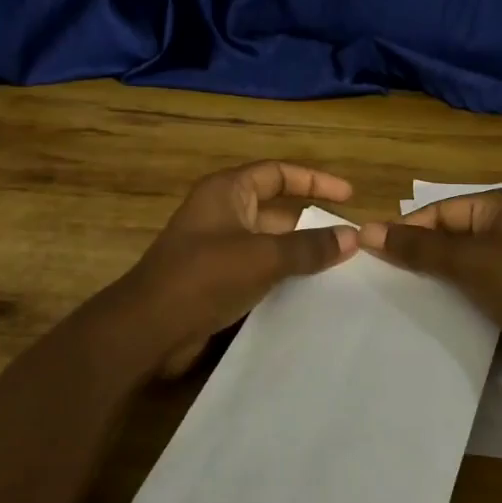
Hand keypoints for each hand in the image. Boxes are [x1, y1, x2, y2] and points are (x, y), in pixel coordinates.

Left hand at [124, 162, 358, 375]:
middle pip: (276, 209)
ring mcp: (217, 248)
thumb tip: (352, 237)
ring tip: (340, 268)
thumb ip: (308, 247)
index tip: (349, 196)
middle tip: (351, 241)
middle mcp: (222, 213)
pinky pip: (258, 269)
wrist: (149, 329)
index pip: (278, 173)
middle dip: (312, 223)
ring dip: (299, 253)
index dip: (315, 180)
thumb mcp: (262, 257)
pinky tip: (310, 292)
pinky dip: (283, 275)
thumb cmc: (204, 277)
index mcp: (227, 192)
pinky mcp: (216, 279)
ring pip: (269, 243)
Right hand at [356, 187, 501, 394]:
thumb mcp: (468, 261)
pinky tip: (439, 313)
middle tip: (385, 278)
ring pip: (467, 264)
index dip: (409, 230)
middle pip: (454, 236)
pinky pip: (483, 287)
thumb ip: (418, 248)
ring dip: (440, 279)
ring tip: (405, 297)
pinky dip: (462, 297)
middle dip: (422, 256)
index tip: (373, 253)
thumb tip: (366, 230)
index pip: (443, 210)